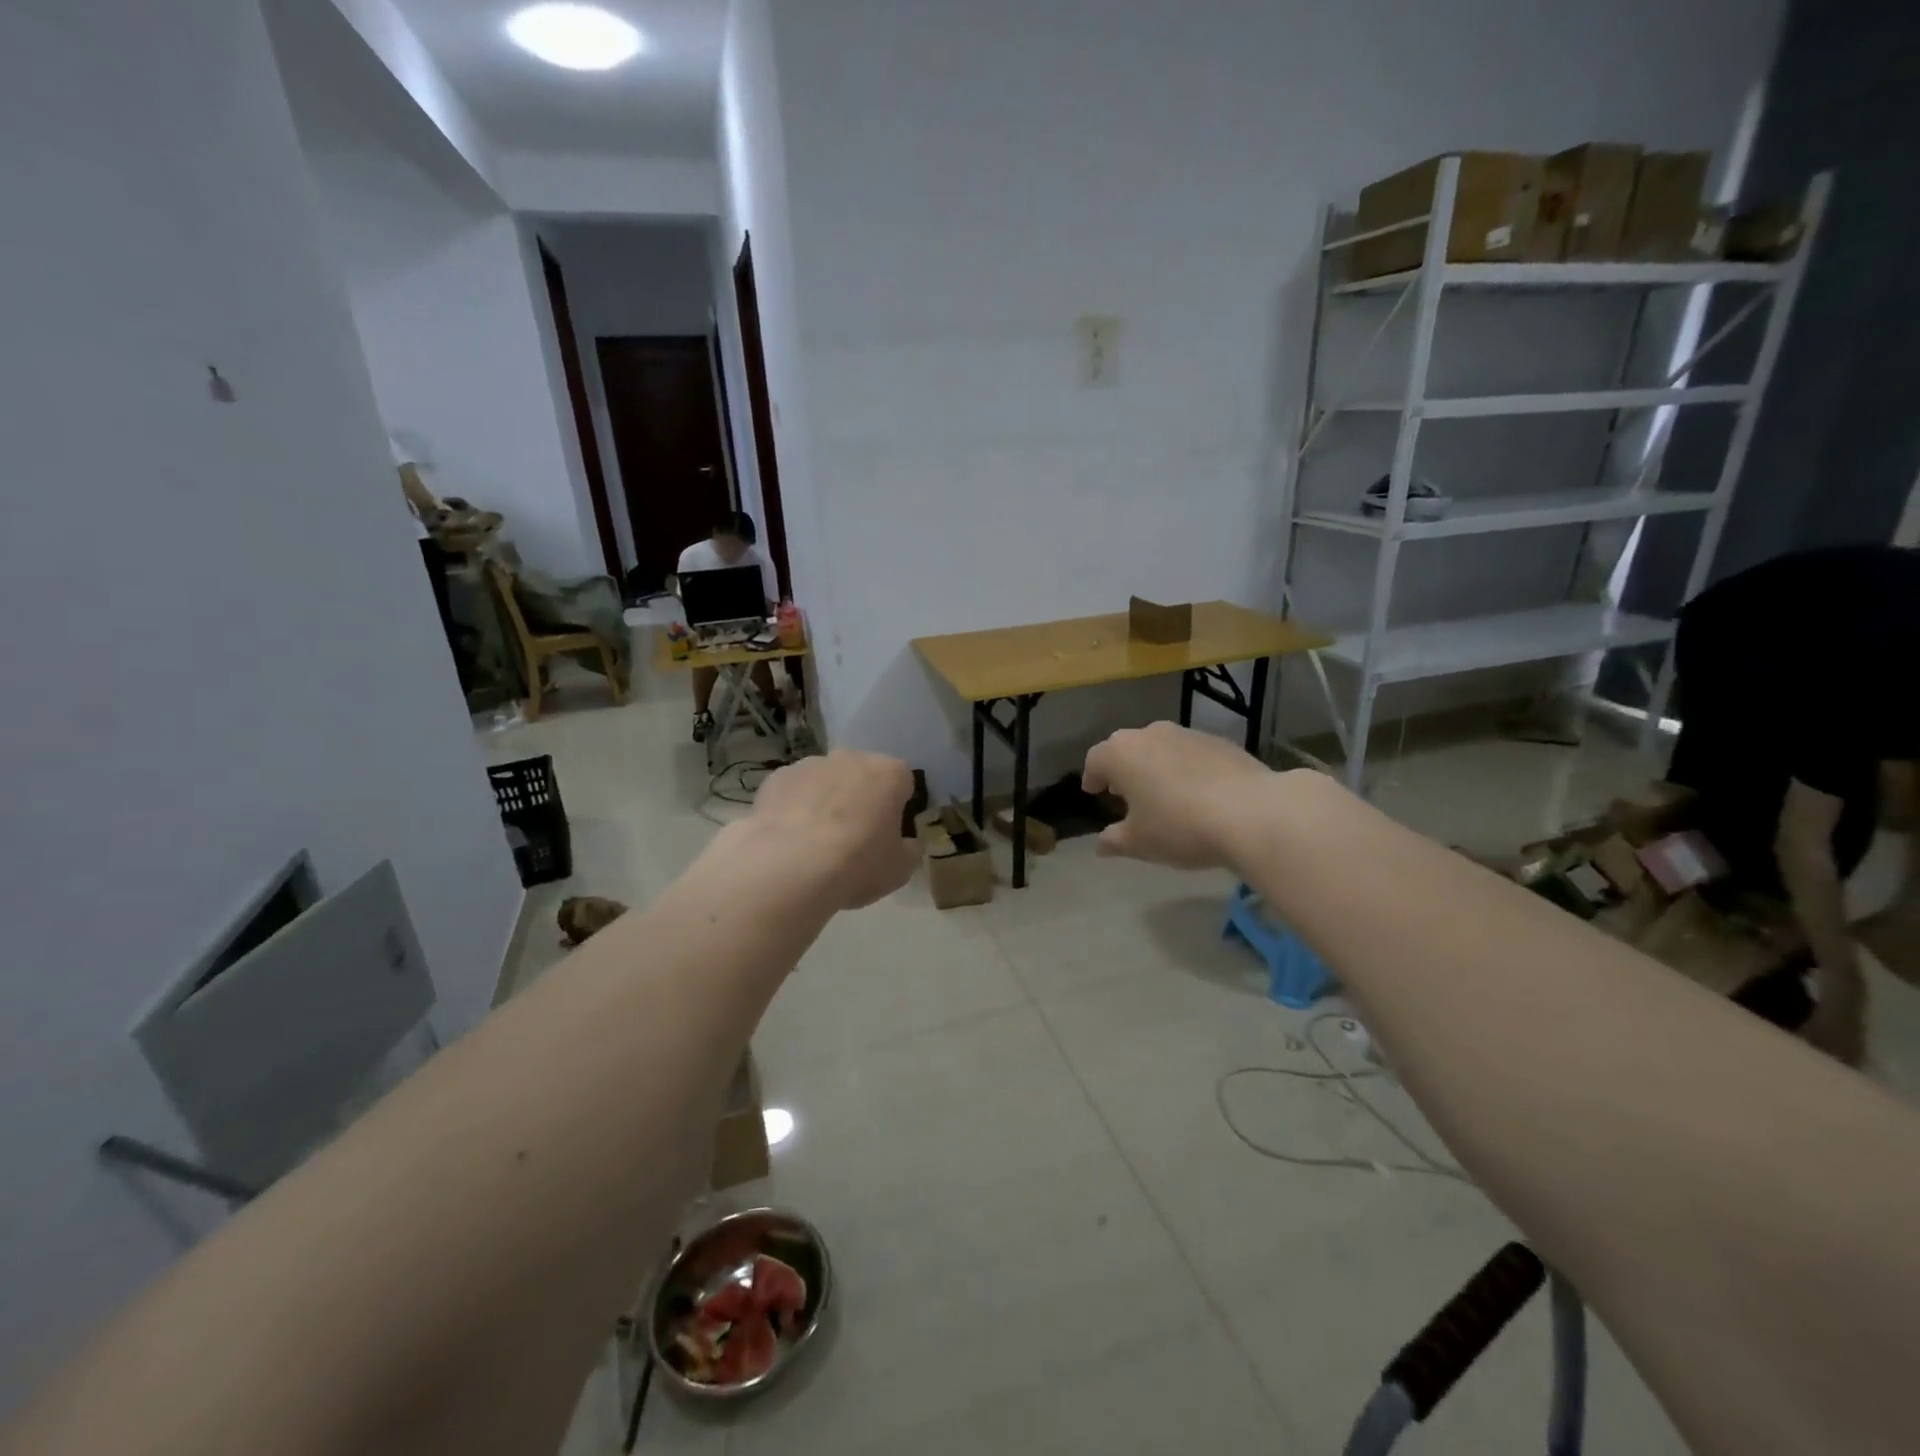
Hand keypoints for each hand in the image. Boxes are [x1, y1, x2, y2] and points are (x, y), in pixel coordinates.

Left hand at [745, 752, 918, 909]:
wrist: (791, 866)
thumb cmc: (858, 864)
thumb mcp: (900, 869)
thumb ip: (908, 850)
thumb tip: (906, 844)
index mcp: (890, 773)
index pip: (903, 782)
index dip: (897, 807)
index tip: (889, 832)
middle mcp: (852, 758)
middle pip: (862, 774)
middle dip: (860, 798)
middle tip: (854, 837)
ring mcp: (811, 764)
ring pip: (825, 780)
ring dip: (825, 800)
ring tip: (816, 842)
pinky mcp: (777, 777)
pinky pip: (794, 790)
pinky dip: (794, 807)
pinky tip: (789, 839)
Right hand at [1082, 722, 1273, 869]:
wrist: (1251, 812)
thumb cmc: (1180, 826)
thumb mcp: (1140, 843)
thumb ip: (1115, 841)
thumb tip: (1101, 844)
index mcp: (1121, 754)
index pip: (1095, 759)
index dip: (1093, 777)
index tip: (1095, 791)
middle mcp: (1150, 734)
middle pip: (1127, 747)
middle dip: (1123, 768)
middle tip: (1126, 792)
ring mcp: (1188, 734)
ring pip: (1161, 747)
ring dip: (1156, 766)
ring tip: (1164, 793)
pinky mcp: (1220, 742)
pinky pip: (1191, 753)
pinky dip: (1187, 768)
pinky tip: (1199, 793)